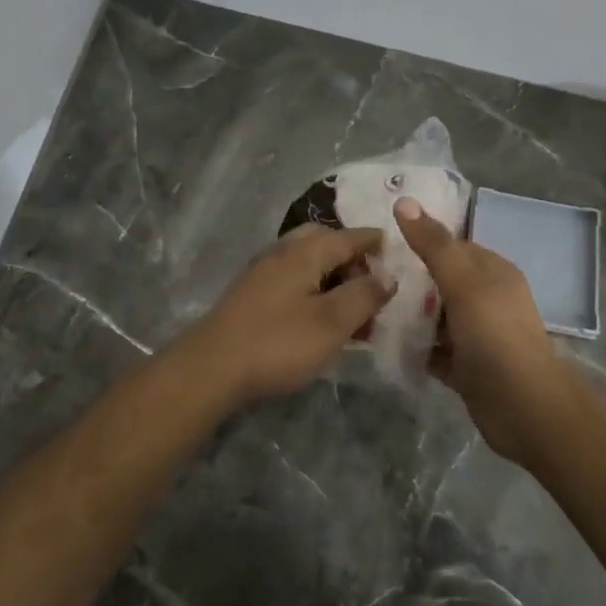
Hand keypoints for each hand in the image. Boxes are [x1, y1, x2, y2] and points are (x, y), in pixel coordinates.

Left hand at [176, 225, 396, 404]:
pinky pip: (292, 279)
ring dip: (332, 276)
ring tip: (351, 308)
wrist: (211, 368)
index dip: (373, 241)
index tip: (394, 245)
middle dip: (350, 256)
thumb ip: (364, 295)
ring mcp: (262, 272)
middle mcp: (282, 252)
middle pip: (323, 241)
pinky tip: (319, 316)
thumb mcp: (332, 322)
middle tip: (370, 282)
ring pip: (306, 262)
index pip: (348, 237)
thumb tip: (387, 274)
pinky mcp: (250, 295)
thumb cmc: (279, 342)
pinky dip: (313, 288)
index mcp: (305, 252)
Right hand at [394, 196, 574, 462]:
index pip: (453, 246)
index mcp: (493, 272)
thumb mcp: (463, 282)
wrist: (524, 408)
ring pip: (437, 316)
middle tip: (368, 277)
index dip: (421, 241)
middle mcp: (487, 299)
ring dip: (409, 314)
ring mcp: (478, 334)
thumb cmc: (495, 335)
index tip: (381, 243)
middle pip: (442, 281)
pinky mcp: (467, 366)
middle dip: (410, 280)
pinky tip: (386, 343)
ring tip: (370, 308)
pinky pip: (434, 348)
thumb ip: (433, 244)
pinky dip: (415, 346)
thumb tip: (403, 200)